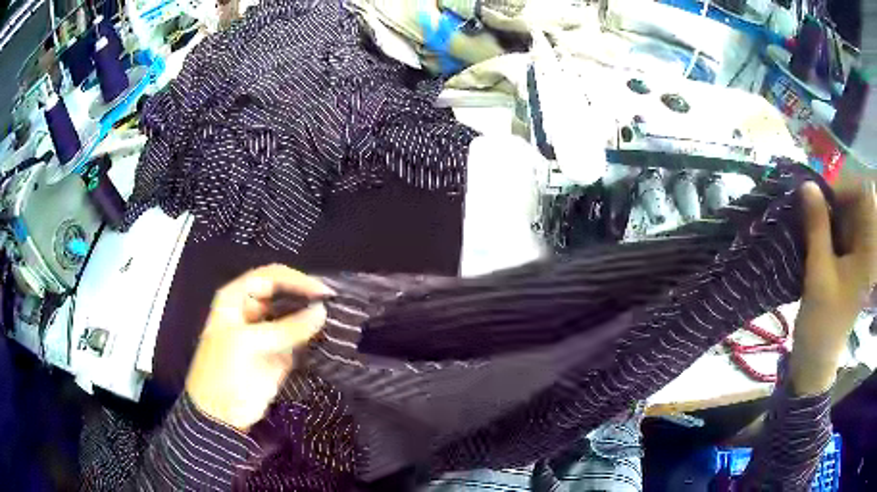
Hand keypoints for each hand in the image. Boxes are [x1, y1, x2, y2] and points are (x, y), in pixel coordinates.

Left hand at [185, 265, 333, 430]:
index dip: (296, 280)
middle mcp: (251, 310)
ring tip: (338, 318)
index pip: (270, 277)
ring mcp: (265, 333)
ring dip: (311, 316)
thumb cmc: (224, 372)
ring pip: (292, 316)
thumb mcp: (249, 344)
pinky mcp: (278, 354)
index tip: (323, 293)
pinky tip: (329, 337)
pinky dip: (312, 337)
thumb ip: (287, 328)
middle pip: (283, 293)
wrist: (221, 414)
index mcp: (236, 298)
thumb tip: (322, 311)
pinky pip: (298, 339)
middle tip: (336, 304)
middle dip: (307, 297)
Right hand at [791, 182, 876, 394]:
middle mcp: (867, 247)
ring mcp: (860, 253)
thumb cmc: (822, 324)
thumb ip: (816, 227)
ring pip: (848, 213)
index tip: (821, 195)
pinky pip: (843, 227)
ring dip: (830, 211)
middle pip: (856, 202)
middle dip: (835, 199)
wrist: (816, 360)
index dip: (845, 187)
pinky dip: (829, 224)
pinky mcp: (850, 260)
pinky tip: (815, 233)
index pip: (864, 195)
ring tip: (811, 221)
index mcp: (868, 251)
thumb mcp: (818, 273)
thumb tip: (807, 185)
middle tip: (812, 206)